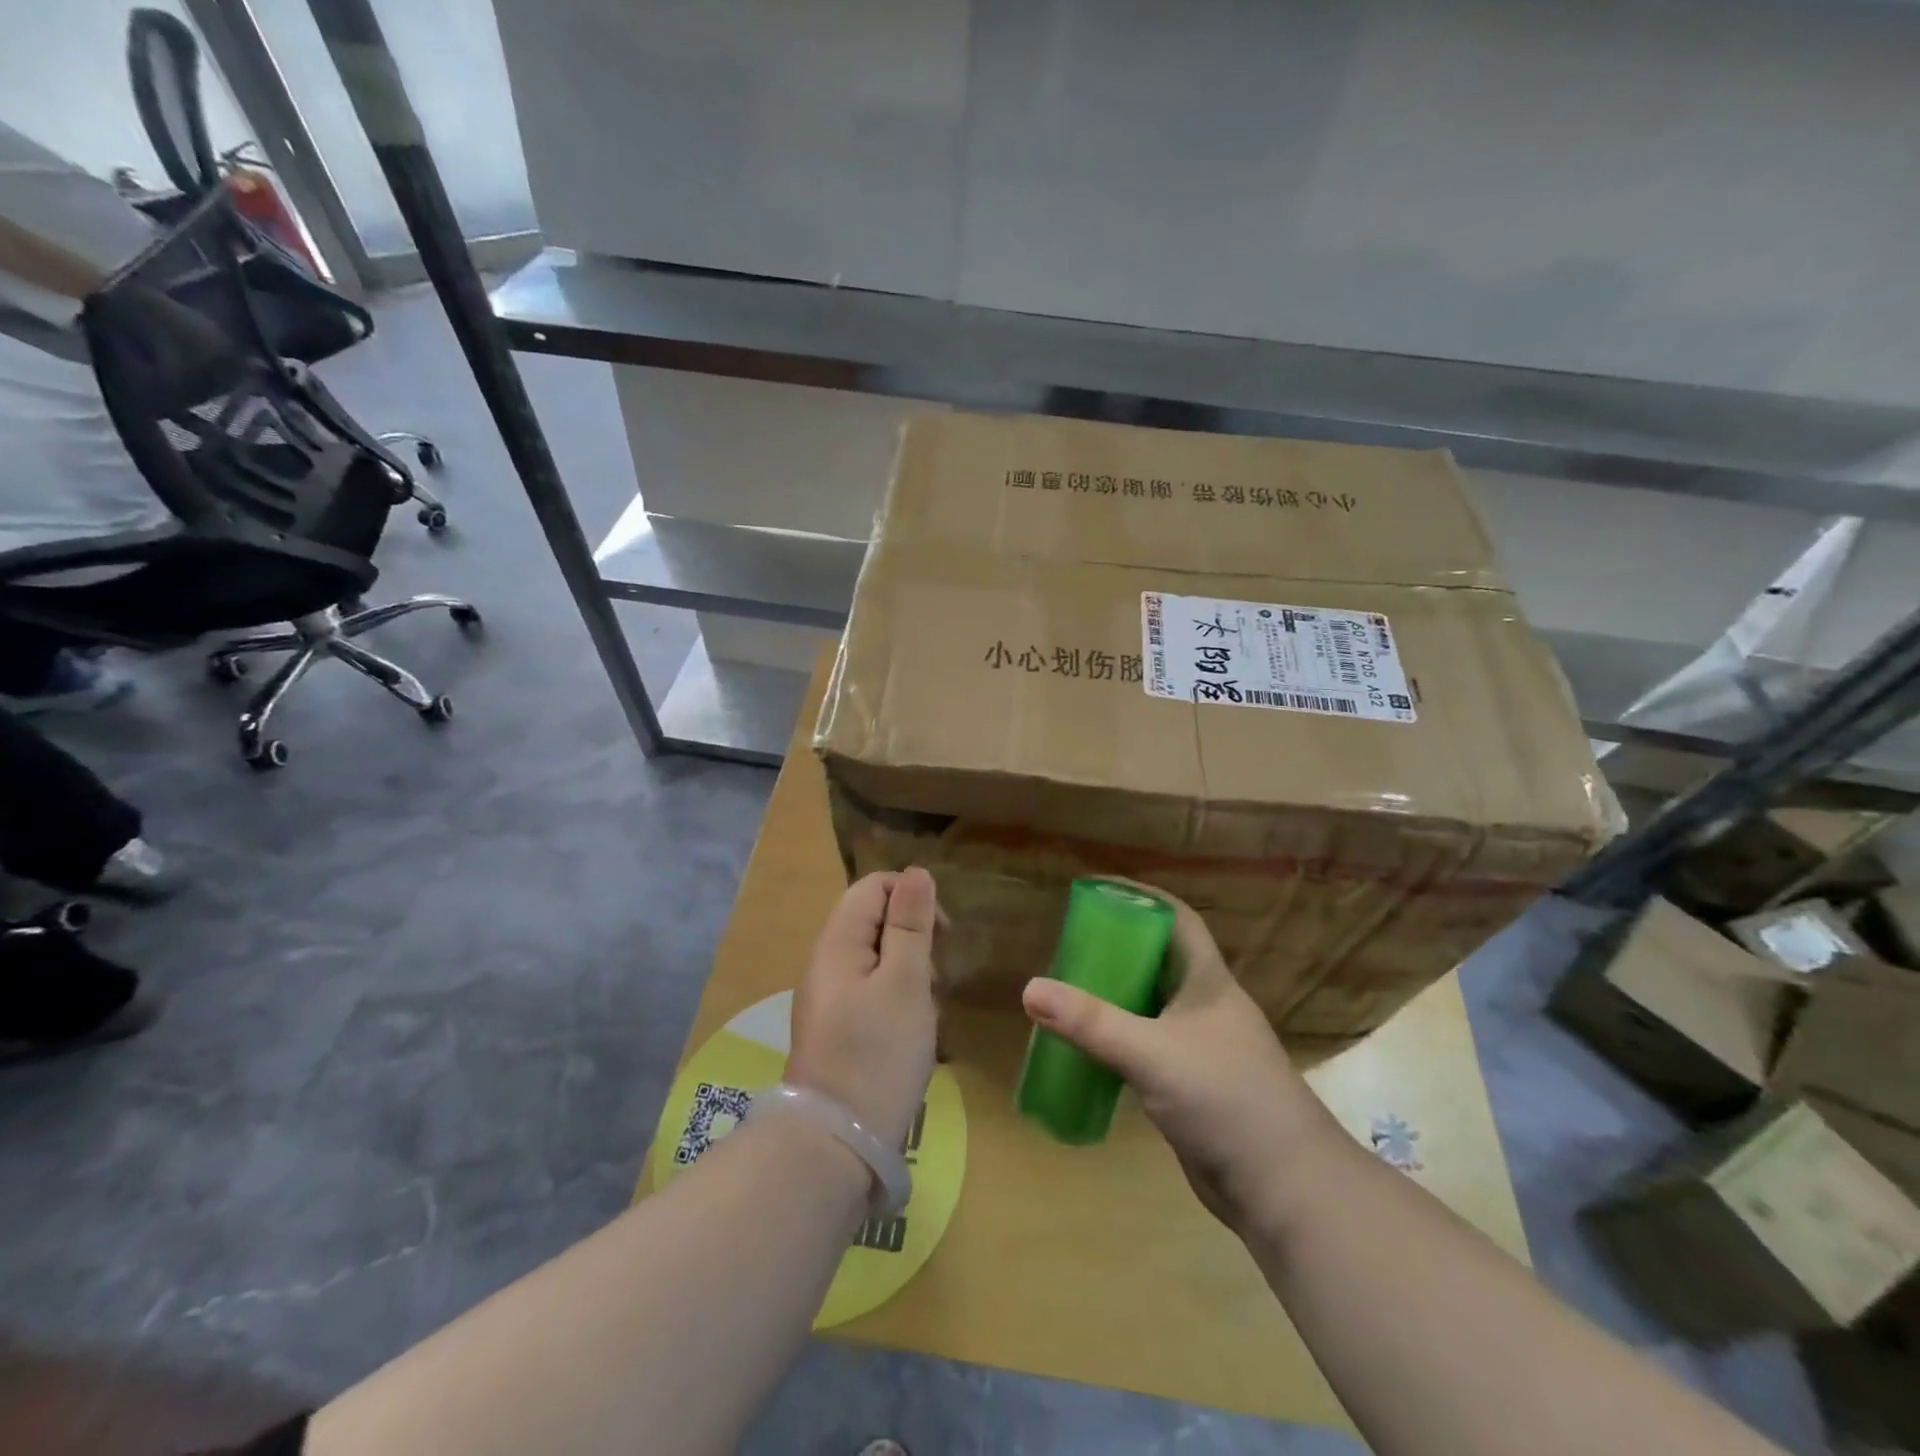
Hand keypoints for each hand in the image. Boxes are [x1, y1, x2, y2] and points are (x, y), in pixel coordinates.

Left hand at [786, 868, 939, 1153]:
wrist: (836, 1144)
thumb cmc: (878, 1054)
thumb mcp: (905, 981)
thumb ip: (910, 924)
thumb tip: (917, 873)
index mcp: (837, 942)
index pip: (874, 887)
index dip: (912, 898)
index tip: (943, 936)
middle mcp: (826, 962)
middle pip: (874, 920)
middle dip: (914, 937)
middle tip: (937, 977)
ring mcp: (829, 997)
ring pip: (877, 958)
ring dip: (910, 971)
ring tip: (928, 1007)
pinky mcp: (837, 1028)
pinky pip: (871, 991)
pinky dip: (898, 998)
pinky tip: (913, 1030)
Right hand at [1021, 884, 1338, 1231]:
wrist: (1283, 1187)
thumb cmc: (1225, 1099)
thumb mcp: (1151, 1053)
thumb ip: (1091, 1022)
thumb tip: (1029, 989)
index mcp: (1208, 981)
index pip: (1177, 920)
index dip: (1142, 897)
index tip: (1098, 888)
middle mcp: (1206, 1006)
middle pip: (1158, 960)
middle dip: (1117, 947)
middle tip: (1069, 943)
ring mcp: (1201, 1047)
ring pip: (1151, 1005)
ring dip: (1115, 996)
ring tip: (1069, 988)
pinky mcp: (1192, 1084)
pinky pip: (1147, 1045)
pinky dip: (1119, 1039)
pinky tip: (1088, 1047)